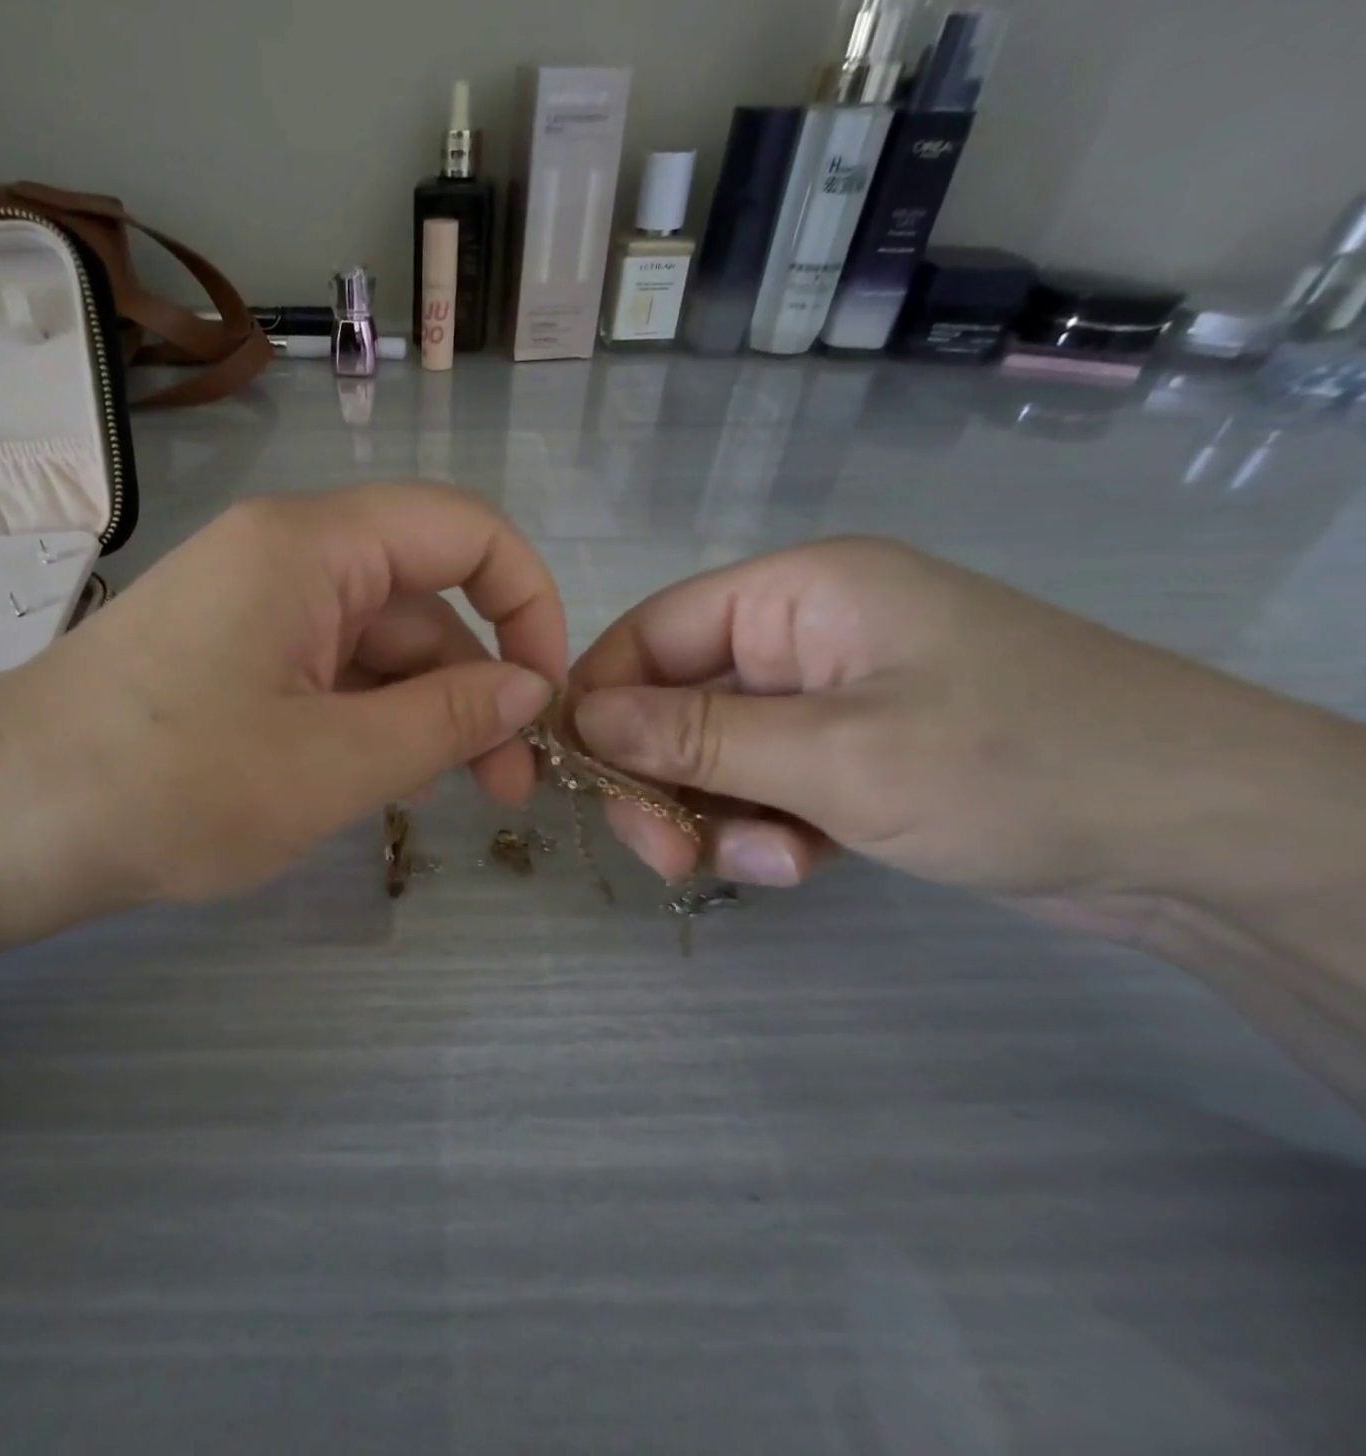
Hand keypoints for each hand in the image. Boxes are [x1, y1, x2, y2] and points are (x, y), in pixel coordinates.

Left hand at [0, 485, 564, 936]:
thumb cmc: (169, 789)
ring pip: (375, 647)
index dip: (529, 602)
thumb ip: (448, 720)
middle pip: (422, 600)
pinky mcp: (227, 656)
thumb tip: (531, 689)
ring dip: (421, 714)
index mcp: (313, 546)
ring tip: (440, 798)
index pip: (466, 531)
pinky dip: (365, 721)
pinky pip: (326, 673)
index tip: (546, 696)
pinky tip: (374, 782)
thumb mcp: (333, 764)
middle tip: (505, 789)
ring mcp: (252, 607)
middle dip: (477, 687)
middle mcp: (286, 556)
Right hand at [567, 538, 1351, 922]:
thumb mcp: (835, 755)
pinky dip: (764, 828)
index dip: (600, 700)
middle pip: (674, 701)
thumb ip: (696, 737)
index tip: (577, 777)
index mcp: (796, 593)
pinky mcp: (847, 752)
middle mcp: (801, 635)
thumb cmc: (1017, 767)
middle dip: (662, 780)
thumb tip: (581, 721)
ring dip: (718, 815)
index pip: (650, 633)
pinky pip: (762, 784)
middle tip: (667, 856)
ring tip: (771, 865)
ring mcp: (824, 697)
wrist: (1207, 844)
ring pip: (713, 754)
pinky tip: (803, 864)